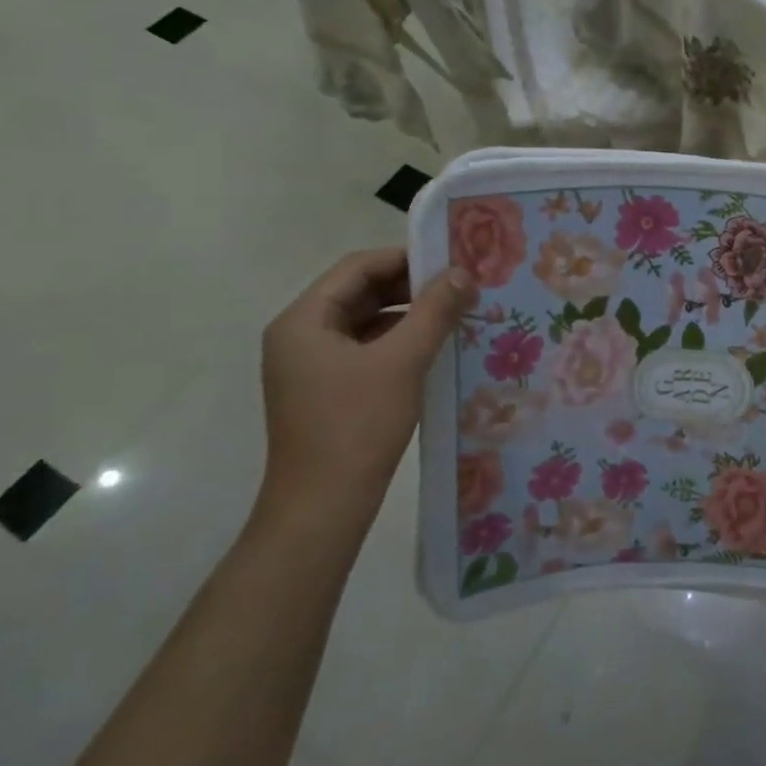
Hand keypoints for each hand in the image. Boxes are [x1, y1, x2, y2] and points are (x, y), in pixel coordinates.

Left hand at [258, 249, 472, 536]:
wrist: (323, 508)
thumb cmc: (357, 426)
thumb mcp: (403, 361)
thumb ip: (434, 311)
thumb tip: (464, 272)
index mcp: (303, 320)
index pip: (357, 267)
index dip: (405, 257)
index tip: (452, 260)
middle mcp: (300, 336)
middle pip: (360, 292)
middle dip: (410, 287)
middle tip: (460, 286)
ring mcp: (311, 366)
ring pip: (366, 323)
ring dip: (408, 315)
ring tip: (455, 314)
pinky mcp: (326, 391)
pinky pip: (366, 350)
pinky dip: (399, 343)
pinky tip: (434, 348)